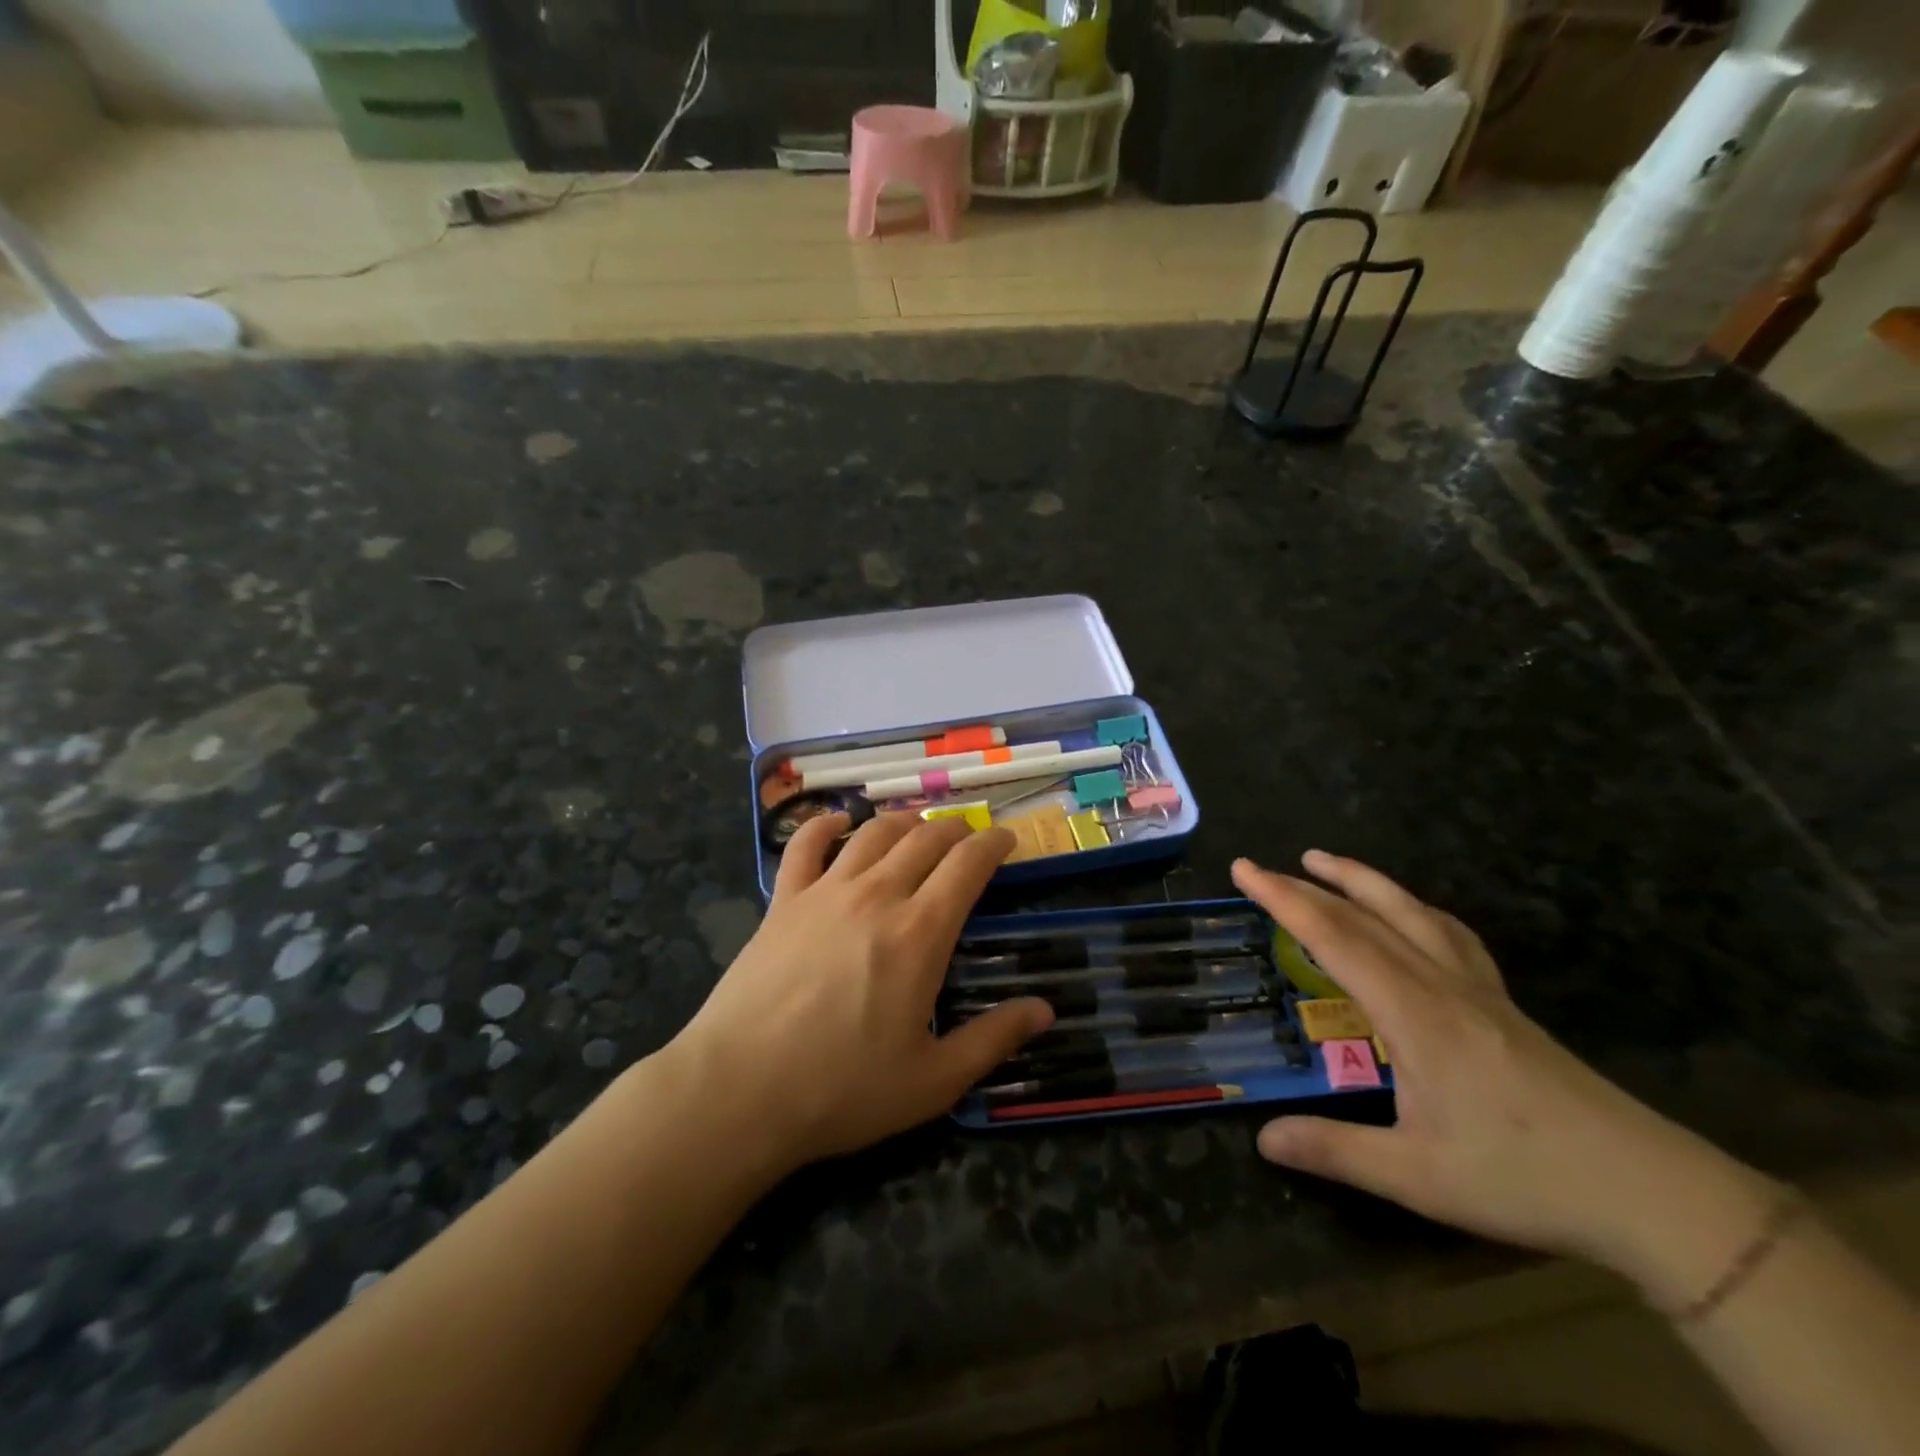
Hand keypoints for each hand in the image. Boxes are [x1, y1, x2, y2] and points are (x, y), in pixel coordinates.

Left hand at [667, 813, 1053, 1172]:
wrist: (740, 1090)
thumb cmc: (843, 1089)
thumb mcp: (933, 1080)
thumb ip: (993, 1038)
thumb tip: (1045, 1010)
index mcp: (920, 932)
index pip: (968, 864)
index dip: (994, 844)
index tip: (1007, 840)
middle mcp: (877, 895)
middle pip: (925, 838)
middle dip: (955, 829)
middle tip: (968, 838)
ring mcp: (825, 892)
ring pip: (873, 833)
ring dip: (904, 822)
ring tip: (918, 827)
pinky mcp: (783, 901)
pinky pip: (805, 845)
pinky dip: (824, 825)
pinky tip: (837, 823)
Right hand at [1233, 851, 1774, 1277]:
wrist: (1649, 1191)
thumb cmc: (1523, 1177)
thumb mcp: (1417, 1177)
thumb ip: (1335, 1150)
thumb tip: (1262, 1138)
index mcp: (1412, 1012)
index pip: (1334, 937)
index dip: (1283, 899)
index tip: (1243, 870)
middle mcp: (1440, 984)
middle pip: (1366, 914)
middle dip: (1308, 884)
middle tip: (1263, 867)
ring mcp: (1477, 989)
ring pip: (1412, 912)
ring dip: (1362, 881)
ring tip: (1325, 862)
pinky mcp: (1503, 1004)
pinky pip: (1450, 934)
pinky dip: (1414, 908)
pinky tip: (1410, 915)